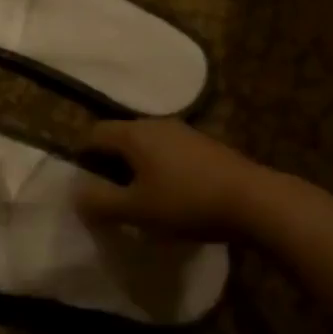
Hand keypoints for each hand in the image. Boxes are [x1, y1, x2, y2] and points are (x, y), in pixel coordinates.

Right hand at [74, 119, 278, 242]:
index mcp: (134, 134)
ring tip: (140, 197)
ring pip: (146, 145)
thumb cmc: (186, 202)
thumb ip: (99, 201)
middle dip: (109, 163)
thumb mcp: (135, 209)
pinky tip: (171, 196)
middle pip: (120, 137)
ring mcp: (185, 133)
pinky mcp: (207, 147)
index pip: (93, 133)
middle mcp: (156, 124)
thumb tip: (75, 193)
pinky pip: (169, 153)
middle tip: (108, 193)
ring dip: (136, 167)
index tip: (83, 182)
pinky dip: (160, 169)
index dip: (81, 155)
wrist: (256, 202)